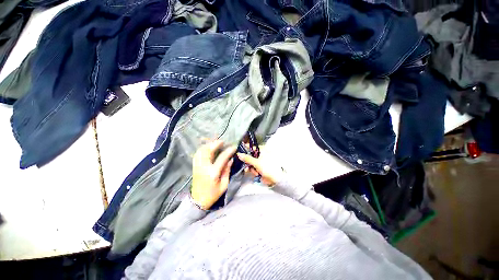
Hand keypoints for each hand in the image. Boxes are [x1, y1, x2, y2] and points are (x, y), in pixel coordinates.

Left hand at [191, 140, 235, 209]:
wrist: (198, 201)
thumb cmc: (213, 194)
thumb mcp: (224, 184)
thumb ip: (227, 171)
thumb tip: (230, 160)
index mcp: (213, 173)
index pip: (222, 158)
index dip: (228, 151)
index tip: (234, 147)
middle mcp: (203, 167)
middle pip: (208, 151)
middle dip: (215, 144)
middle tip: (222, 141)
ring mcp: (197, 166)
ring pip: (201, 151)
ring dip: (208, 145)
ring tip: (215, 143)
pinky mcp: (194, 167)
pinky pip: (197, 154)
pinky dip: (202, 149)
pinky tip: (207, 148)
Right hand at [236, 153, 283, 186]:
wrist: (276, 178)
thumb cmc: (268, 167)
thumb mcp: (256, 162)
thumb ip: (247, 158)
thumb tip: (239, 154)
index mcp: (263, 150)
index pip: (252, 147)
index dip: (246, 149)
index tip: (240, 151)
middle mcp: (262, 154)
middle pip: (251, 156)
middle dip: (248, 162)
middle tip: (246, 166)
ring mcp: (261, 161)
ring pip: (252, 163)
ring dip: (251, 168)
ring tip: (255, 172)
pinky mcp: (261, 167)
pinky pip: (255, 167)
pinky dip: (254, 170)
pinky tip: (256, 174)